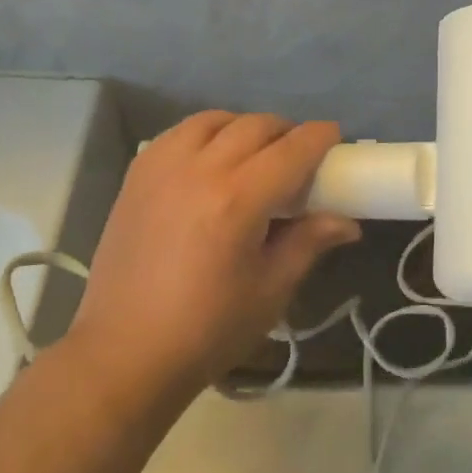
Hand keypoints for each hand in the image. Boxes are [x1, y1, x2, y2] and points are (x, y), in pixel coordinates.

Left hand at [63, 113, 360, 402]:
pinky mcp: (137, 175)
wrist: (124, 353)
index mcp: (238, 200)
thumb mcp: (270, 291)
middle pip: (256, 126)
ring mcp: (163, 167)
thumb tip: (347, 222)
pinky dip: (206, 134)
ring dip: (244, 128)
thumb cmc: (206, 331)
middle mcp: (200, 170)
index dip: (320, 137)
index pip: (292, 149)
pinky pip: (179, 133)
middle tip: (300, 156)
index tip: (335, 139)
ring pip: (215, 120)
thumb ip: (308, 243)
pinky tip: (212, 159)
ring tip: (255, 154)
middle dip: (287, 132)